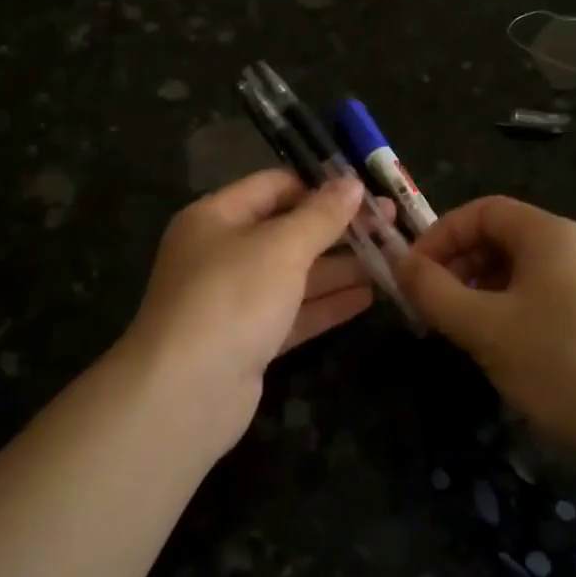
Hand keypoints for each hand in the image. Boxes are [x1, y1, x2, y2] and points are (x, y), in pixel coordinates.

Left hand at [120, 169, 385, 457]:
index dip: (319, 186)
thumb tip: (352, 183)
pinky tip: (368, 297)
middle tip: (389, 224)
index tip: (366, 189)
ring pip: (294, 274)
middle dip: (337, 228)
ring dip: (339, 267)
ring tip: (390, 258)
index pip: (273, 187)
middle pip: (287, 231)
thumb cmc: (232, 297)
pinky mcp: (248, 340)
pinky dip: (327, 304)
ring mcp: (233, 300)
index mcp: (215, 217)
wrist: (185, 393)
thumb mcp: (281, 247)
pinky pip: (293, 312)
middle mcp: (221, 253)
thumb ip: (321, 216)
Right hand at [398, 196, 575, 457]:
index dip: (440, 235)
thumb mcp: (482, 327)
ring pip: (520, 268)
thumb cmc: (558, 365)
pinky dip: (509, 307)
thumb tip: (401, 265)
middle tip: (432, 304)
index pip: (482, 210)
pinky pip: (543, 293)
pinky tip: (502, 346)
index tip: (414, 274)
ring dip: (480, 288)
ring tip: (461, 328)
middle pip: (501, 236)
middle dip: (458, 264)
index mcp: (550, 234)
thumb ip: (433, 291)